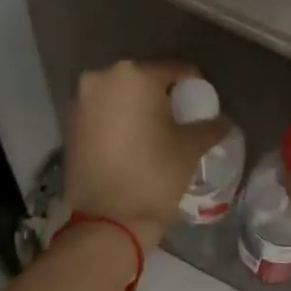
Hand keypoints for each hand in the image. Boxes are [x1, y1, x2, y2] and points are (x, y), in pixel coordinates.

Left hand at [65, 60, 228, 250]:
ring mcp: (80, 102)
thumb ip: (210, 127)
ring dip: (138, 109)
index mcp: (134, 75)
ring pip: (119, 97)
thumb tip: (222, 122)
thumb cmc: (154, 175)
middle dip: (163, 96)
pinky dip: (118, 123)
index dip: (194, 86)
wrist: (108, 220)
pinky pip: (102, 115)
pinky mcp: (69, 126)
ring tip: (156, 133)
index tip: (203, 104)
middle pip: (143, 80)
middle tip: (181, 119)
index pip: (175, 70)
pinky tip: (133, 144)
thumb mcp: (191, 148)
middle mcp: (101, 79)